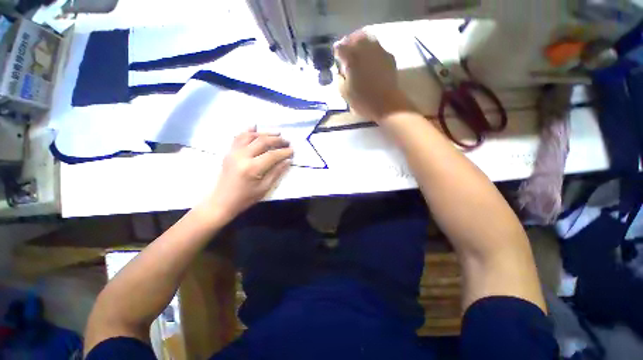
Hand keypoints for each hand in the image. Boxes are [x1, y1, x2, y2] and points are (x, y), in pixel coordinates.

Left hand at [199, 128, 292, 221]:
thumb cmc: (245, 198)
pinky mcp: (229, 152)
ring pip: (251, 136)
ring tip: (276, 134)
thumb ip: (276, 172)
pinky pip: (238, 137)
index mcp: (252, 168)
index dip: (284, 152)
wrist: (222, 201)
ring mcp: (233, 152)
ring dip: (265, 133)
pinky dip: (247, 131)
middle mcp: (242, 156)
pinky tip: (254, 126)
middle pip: (262, 142)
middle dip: (277, 140)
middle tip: (287, 141)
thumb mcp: (264, 188)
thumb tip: (287, 161)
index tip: (292, 150)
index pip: (272, 155)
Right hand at [334, 30, 412, 121]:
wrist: (386, 104)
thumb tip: (340, 71)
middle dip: (348, 42)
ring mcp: (379, 51)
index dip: (336, 52)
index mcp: (352, 58)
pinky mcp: (388, 56)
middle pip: (354, 37)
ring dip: (361, 42)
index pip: (340, 47)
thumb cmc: (363, 101)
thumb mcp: (344, 93)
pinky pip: (378, 47)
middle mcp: (365, 49)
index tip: (336, 58)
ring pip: (368, 38)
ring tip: (358, 52)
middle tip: (346, 51)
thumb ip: (339, 78)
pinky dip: (371, 49)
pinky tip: (370, 59)